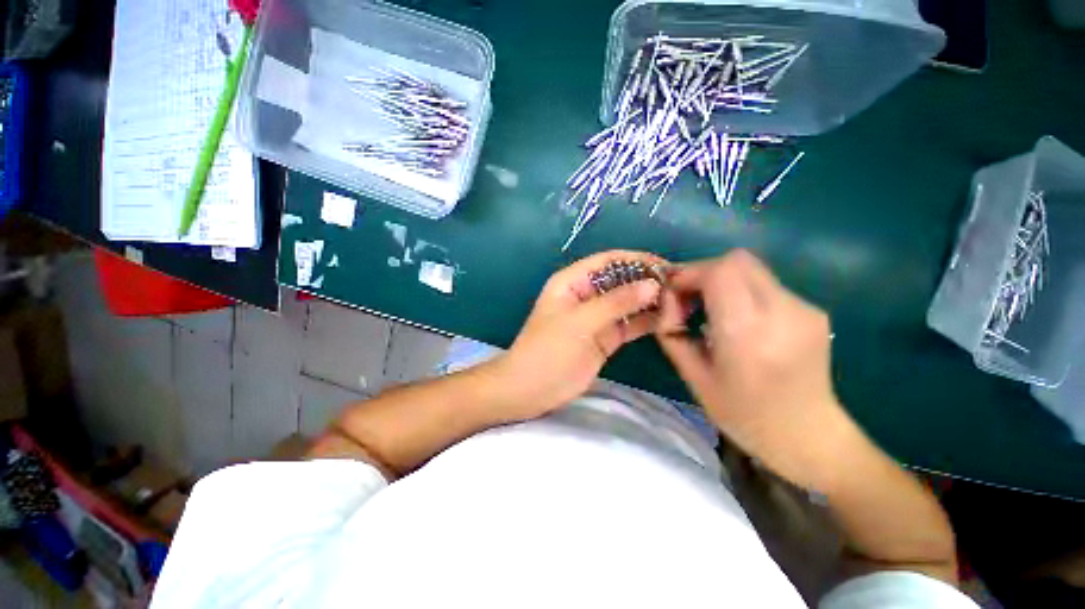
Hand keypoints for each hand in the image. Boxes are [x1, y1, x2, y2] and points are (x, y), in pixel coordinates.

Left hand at [490, 250, 665, 419]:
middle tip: (680, 287)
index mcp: (573, 282)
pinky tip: (668, 321)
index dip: (636, 260)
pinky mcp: (605, 337)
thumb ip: (616, 303)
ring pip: (628, 303)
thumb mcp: (579, 322)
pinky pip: (629, 324)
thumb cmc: (548, 350)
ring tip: (680, 303)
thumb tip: (653, 284)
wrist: (532, 390)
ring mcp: (597, 317)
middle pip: (621, 280)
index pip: (608, 261)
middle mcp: (587, 295)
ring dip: (651, 301)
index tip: (666, 267)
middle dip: (647, 281)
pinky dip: (647, 321)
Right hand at [656, 250, 856, 489]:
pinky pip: (765, 285)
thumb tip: (666, 302)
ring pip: (751, 269)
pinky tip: (738, 322)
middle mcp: (782, 311)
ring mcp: (803, 308)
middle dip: (703, 272)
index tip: (673, 293)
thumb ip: (672, 333)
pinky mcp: (812, 310)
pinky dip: (741, 292)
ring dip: (721, 281)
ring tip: (710, 312)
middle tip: (687, 299)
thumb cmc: (745, 415)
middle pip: (737, 260)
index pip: (719, 271)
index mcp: (748, 332)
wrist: (810, 437)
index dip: (689, 273)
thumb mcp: (693, 377)